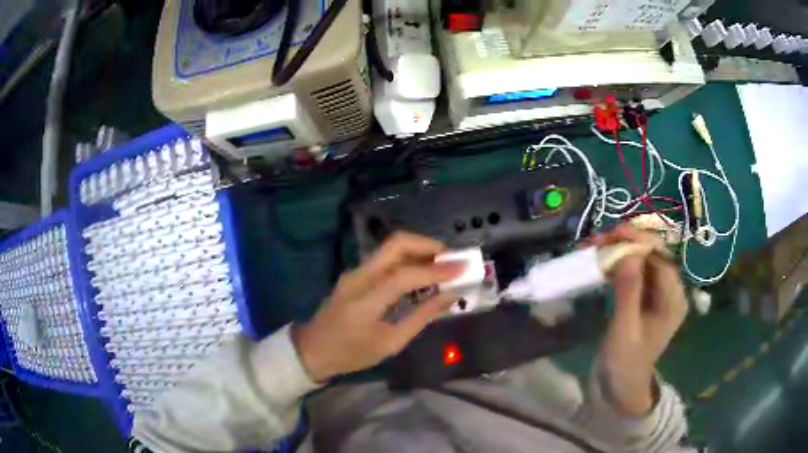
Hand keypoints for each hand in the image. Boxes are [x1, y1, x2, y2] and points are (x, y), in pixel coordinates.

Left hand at [292, 232, 463, 382]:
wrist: (313, 349)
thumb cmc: (352, 354)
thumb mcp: (390, 343)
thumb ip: (421, 317)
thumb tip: (450, 297)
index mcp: (365, 300)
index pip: (405, 276)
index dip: (436, 271)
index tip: (463, 268)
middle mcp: (359, 277)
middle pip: (395, 244)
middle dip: (427, 245)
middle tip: (451, 259)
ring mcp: (355, 271)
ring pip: (390, 247)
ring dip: (419, 249)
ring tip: (442, 265)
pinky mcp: (355, 273)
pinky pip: (385, 258)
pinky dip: (408, 258)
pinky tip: (421, 273)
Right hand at [589, 224, 687, 414]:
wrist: (619, 388)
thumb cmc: (625, 364)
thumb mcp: (625, 331)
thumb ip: (629, 292)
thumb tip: (628, 252)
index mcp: (673, 299)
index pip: (661, 258)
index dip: (639, 241)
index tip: (611, 235)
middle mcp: (670, 291)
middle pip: (653, 253)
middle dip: (627, 242)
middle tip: (598, 241)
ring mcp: (657, 293)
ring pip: (642, 259)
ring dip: (620, 249)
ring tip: (595, 248)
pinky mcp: (644, 296)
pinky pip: (633, 271)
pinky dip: (617, 263)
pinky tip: (601, 261)